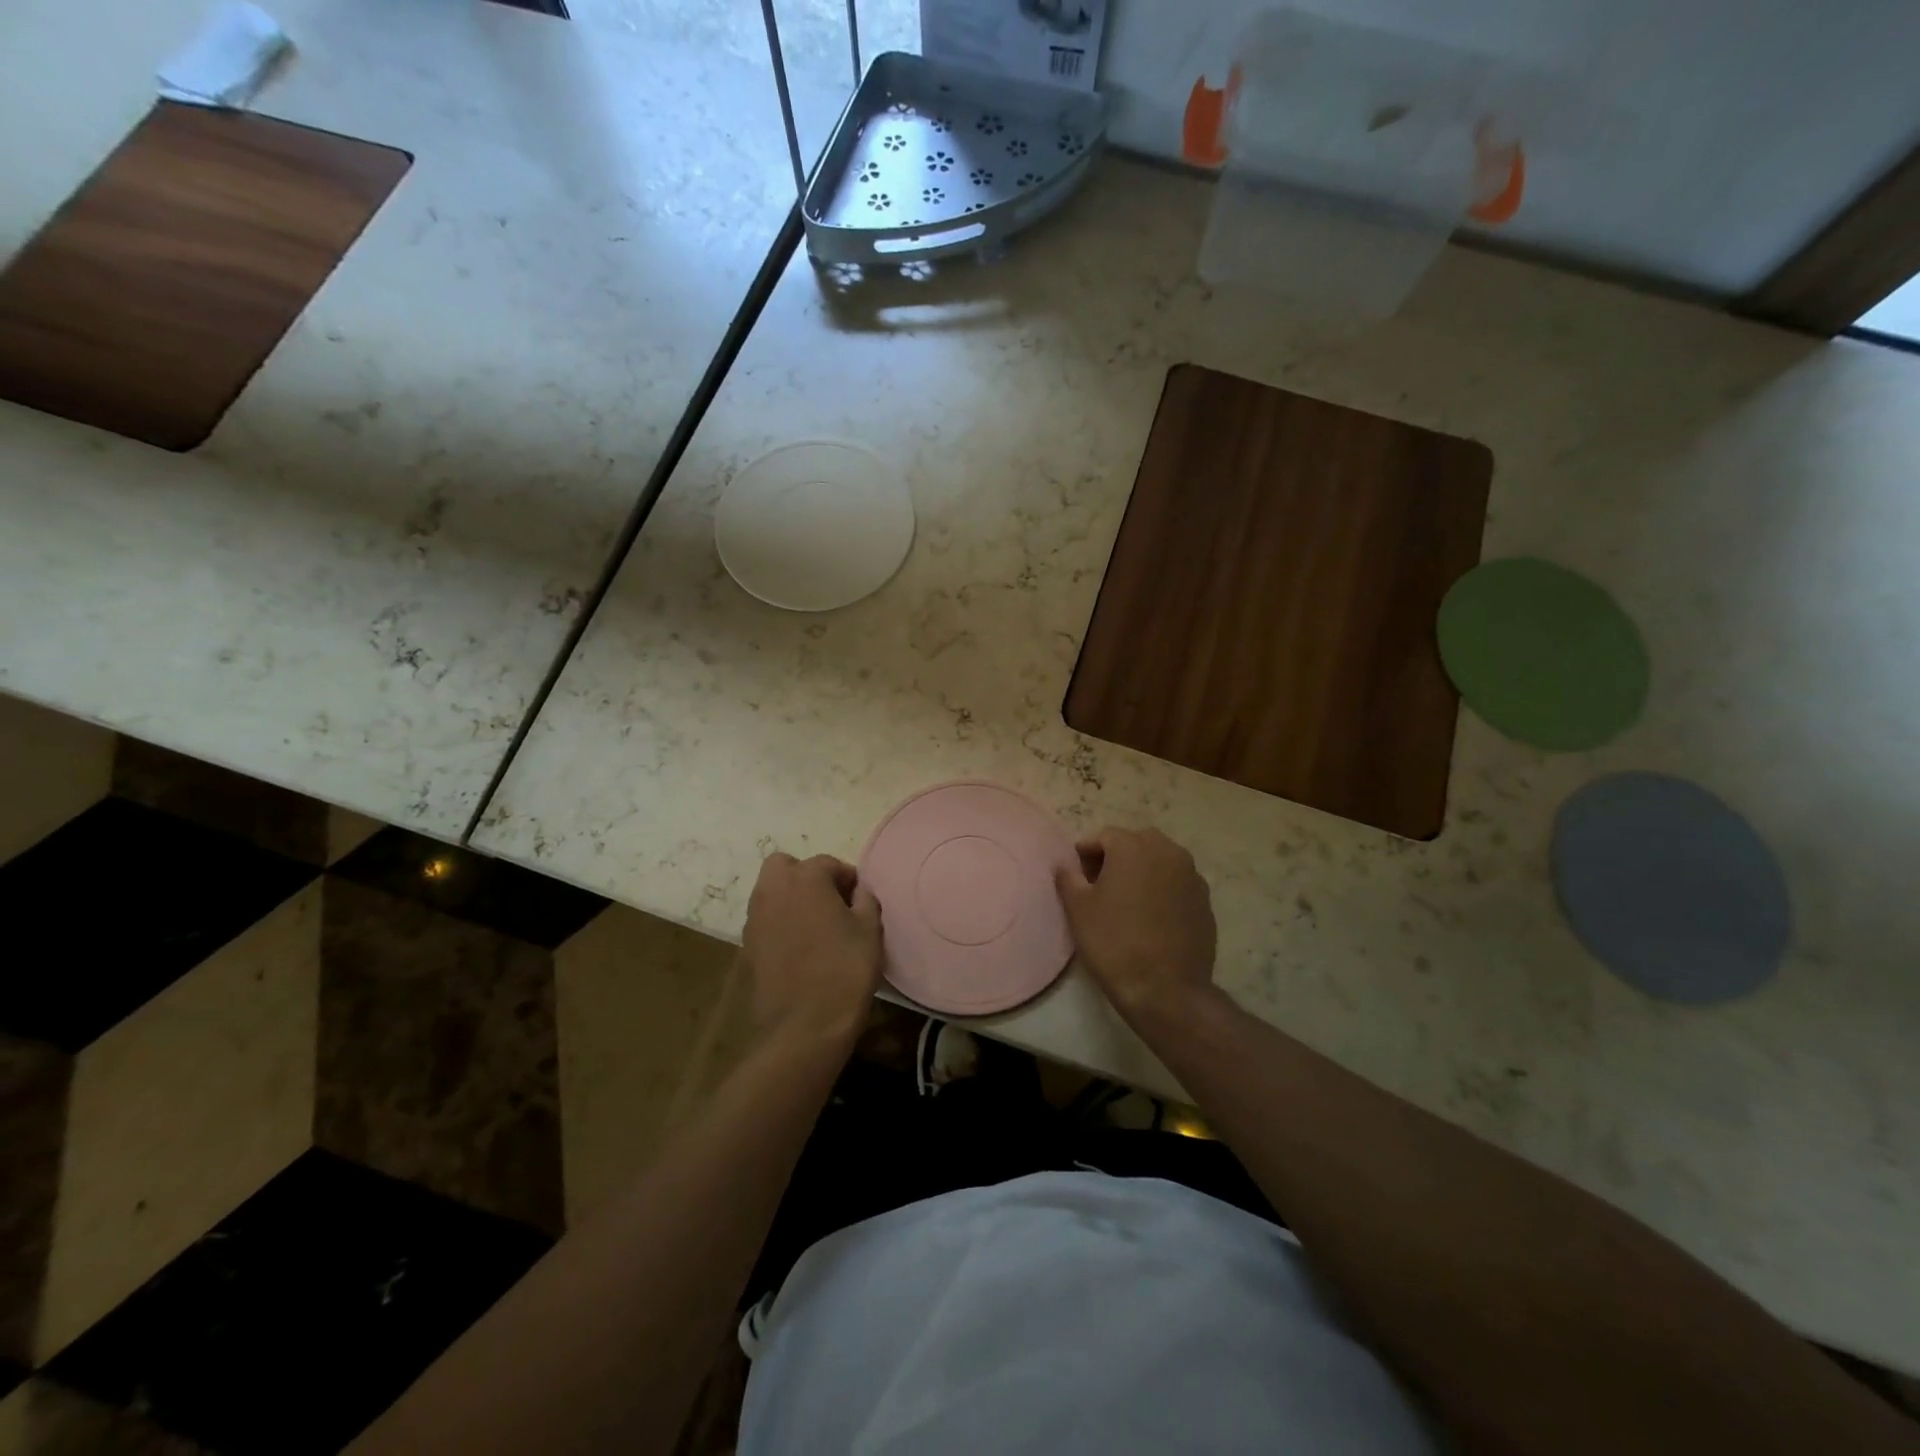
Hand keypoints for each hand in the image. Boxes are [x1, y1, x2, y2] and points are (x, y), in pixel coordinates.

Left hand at [741, 852, 882, 1049]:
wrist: (804, 1026)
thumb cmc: (844, 970)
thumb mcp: (870, 931)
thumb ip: (866, 901)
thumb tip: (859, 891)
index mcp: (805, 879)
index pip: (828, 864)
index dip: (848, 879)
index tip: (861, 899)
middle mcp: (773, 890)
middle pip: (786, 867)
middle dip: (807, 877)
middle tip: (831, 902)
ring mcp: (755, 918)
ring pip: (771, 892)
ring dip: (792, 899)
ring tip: (817, 926)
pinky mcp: (747, 946)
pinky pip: (766, 920)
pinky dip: (781, 923)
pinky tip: (801, 948)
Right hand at [1054, 826, 1217, 1027]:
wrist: (1166, 989)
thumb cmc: (1114, 942)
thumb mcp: (1078, 909)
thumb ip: (1068, 878)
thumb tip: (1065, 864)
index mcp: (1133, 847)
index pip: (1105, 836)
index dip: (1087, 852)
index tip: (1077, 874)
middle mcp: (1167, 852)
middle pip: (1137, 842)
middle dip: (1118, 856)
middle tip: (1101, 883)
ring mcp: (1191, 876)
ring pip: (1161, 860)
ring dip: (1143, 870)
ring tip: (1127, 899)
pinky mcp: (1205, 900)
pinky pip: (1178, 882)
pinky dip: (1163, 888)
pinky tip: (1151, 915)